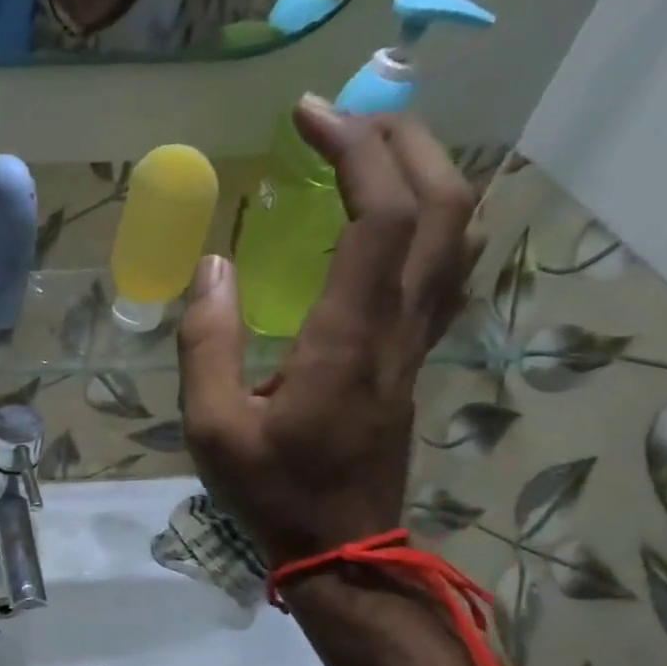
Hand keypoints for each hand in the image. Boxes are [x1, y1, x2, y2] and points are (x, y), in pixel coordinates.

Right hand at [178, 99, 483, 566]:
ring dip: (428, 173)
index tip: (308, 119)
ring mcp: (417, 340)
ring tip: (374, 154)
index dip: (353, 151)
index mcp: (347, 336)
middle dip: (400, 142)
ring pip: (459, 232)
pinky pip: (447, 268)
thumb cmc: (271, 490)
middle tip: (342, 122)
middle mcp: (398, 325)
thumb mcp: (212, 427)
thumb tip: (214, 266)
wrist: (340, 546)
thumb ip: (207, 343)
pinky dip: (433, 219)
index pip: (378, 214)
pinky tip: (395, 220)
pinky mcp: (414, 357)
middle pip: (442, 204)